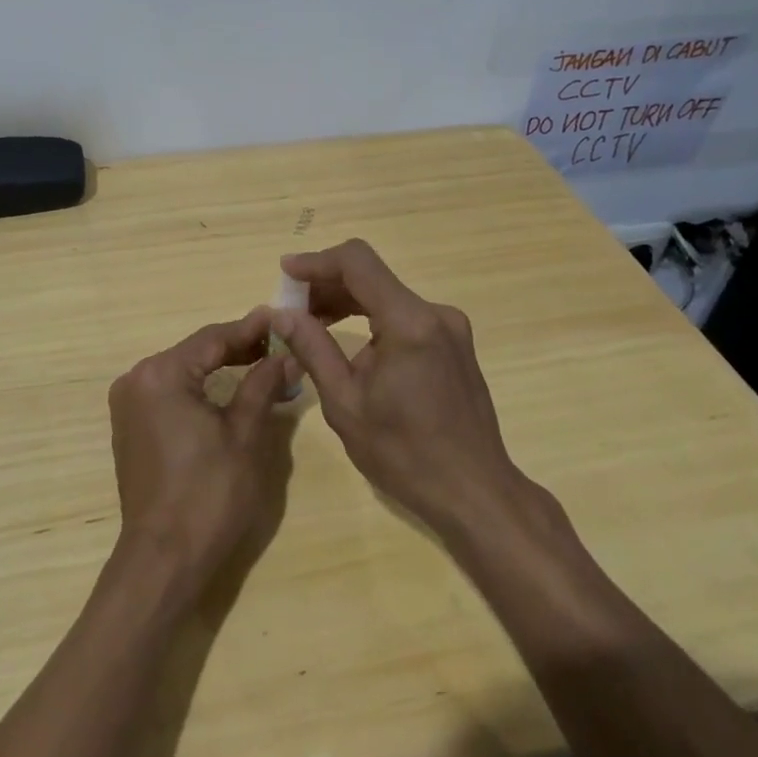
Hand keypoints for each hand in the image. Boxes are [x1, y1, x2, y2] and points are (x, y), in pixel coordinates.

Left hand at [108, 309, 292, 599]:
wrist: (163, 560)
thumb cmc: (208, 495)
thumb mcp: (244, 435)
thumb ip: (261, 385)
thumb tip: (284, 355)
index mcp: (161, 374)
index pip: (213, 338)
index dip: (251, 329)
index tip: (283, 318)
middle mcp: (137, 379)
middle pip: (196, 352)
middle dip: (238, 348)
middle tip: (280, 344)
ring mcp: (128, 404)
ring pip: (184, 372)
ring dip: (221, 369)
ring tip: (263, 364)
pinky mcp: (130, 426)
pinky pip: (170, 393)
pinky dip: (200, 390)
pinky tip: (230, 391)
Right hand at [270, 239, 540, 541]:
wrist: (475, 494)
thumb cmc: (405, 454)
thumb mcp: (345, 403)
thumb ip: (313, 349)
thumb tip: (281, 314)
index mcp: (409, 323)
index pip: (357, 263)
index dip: (317, 262)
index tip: (285, 273)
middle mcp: (434, 313)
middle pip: (371, 277)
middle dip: (327, 285)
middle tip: (291, 308)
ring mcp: (449, 328)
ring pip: (386, 295)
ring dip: (347, 302)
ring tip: (311, 324)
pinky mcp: (453, 344)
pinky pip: (403, 315)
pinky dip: (370, 318)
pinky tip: (349, 342)